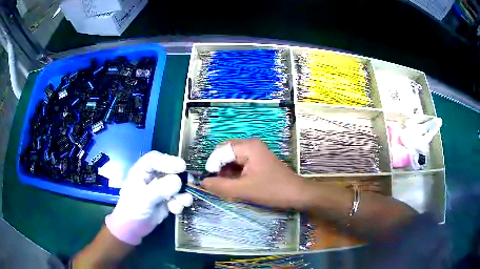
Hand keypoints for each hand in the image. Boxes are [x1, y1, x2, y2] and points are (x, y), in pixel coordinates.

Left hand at [105, 151, 192, 244]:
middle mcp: (152, 177)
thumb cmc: (132, 210)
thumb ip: (160, 188)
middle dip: (180, 178)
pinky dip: (180, 203)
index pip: (155, 159)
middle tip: (190, 182)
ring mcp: (160, 189)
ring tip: (184, 202)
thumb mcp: (144, 198)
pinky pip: (178, 197)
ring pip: (176, 185)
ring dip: (182, 193)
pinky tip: (175, 210)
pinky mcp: (166, 200)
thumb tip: (179, 181)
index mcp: (141, 171)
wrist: (133, 229)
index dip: (168, 161)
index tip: (182, 167)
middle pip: (169, 171)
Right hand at [201, 138, 303, 209]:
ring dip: (226, 172)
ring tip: (227, 187)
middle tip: (219, 185)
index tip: (211, 181)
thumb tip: (203, 182)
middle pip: (225, 153)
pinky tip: (236, 185)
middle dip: (219, 168)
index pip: (220, 151)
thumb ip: (221, 186)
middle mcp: (251, 145)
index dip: (213, 165)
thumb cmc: (272, 190)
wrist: (296, 194)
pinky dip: (235, 173)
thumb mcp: (243, 190)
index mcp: (248, 147)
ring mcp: (255, 152)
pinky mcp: (258, 160)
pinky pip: (240, 163)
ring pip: (232, 159)